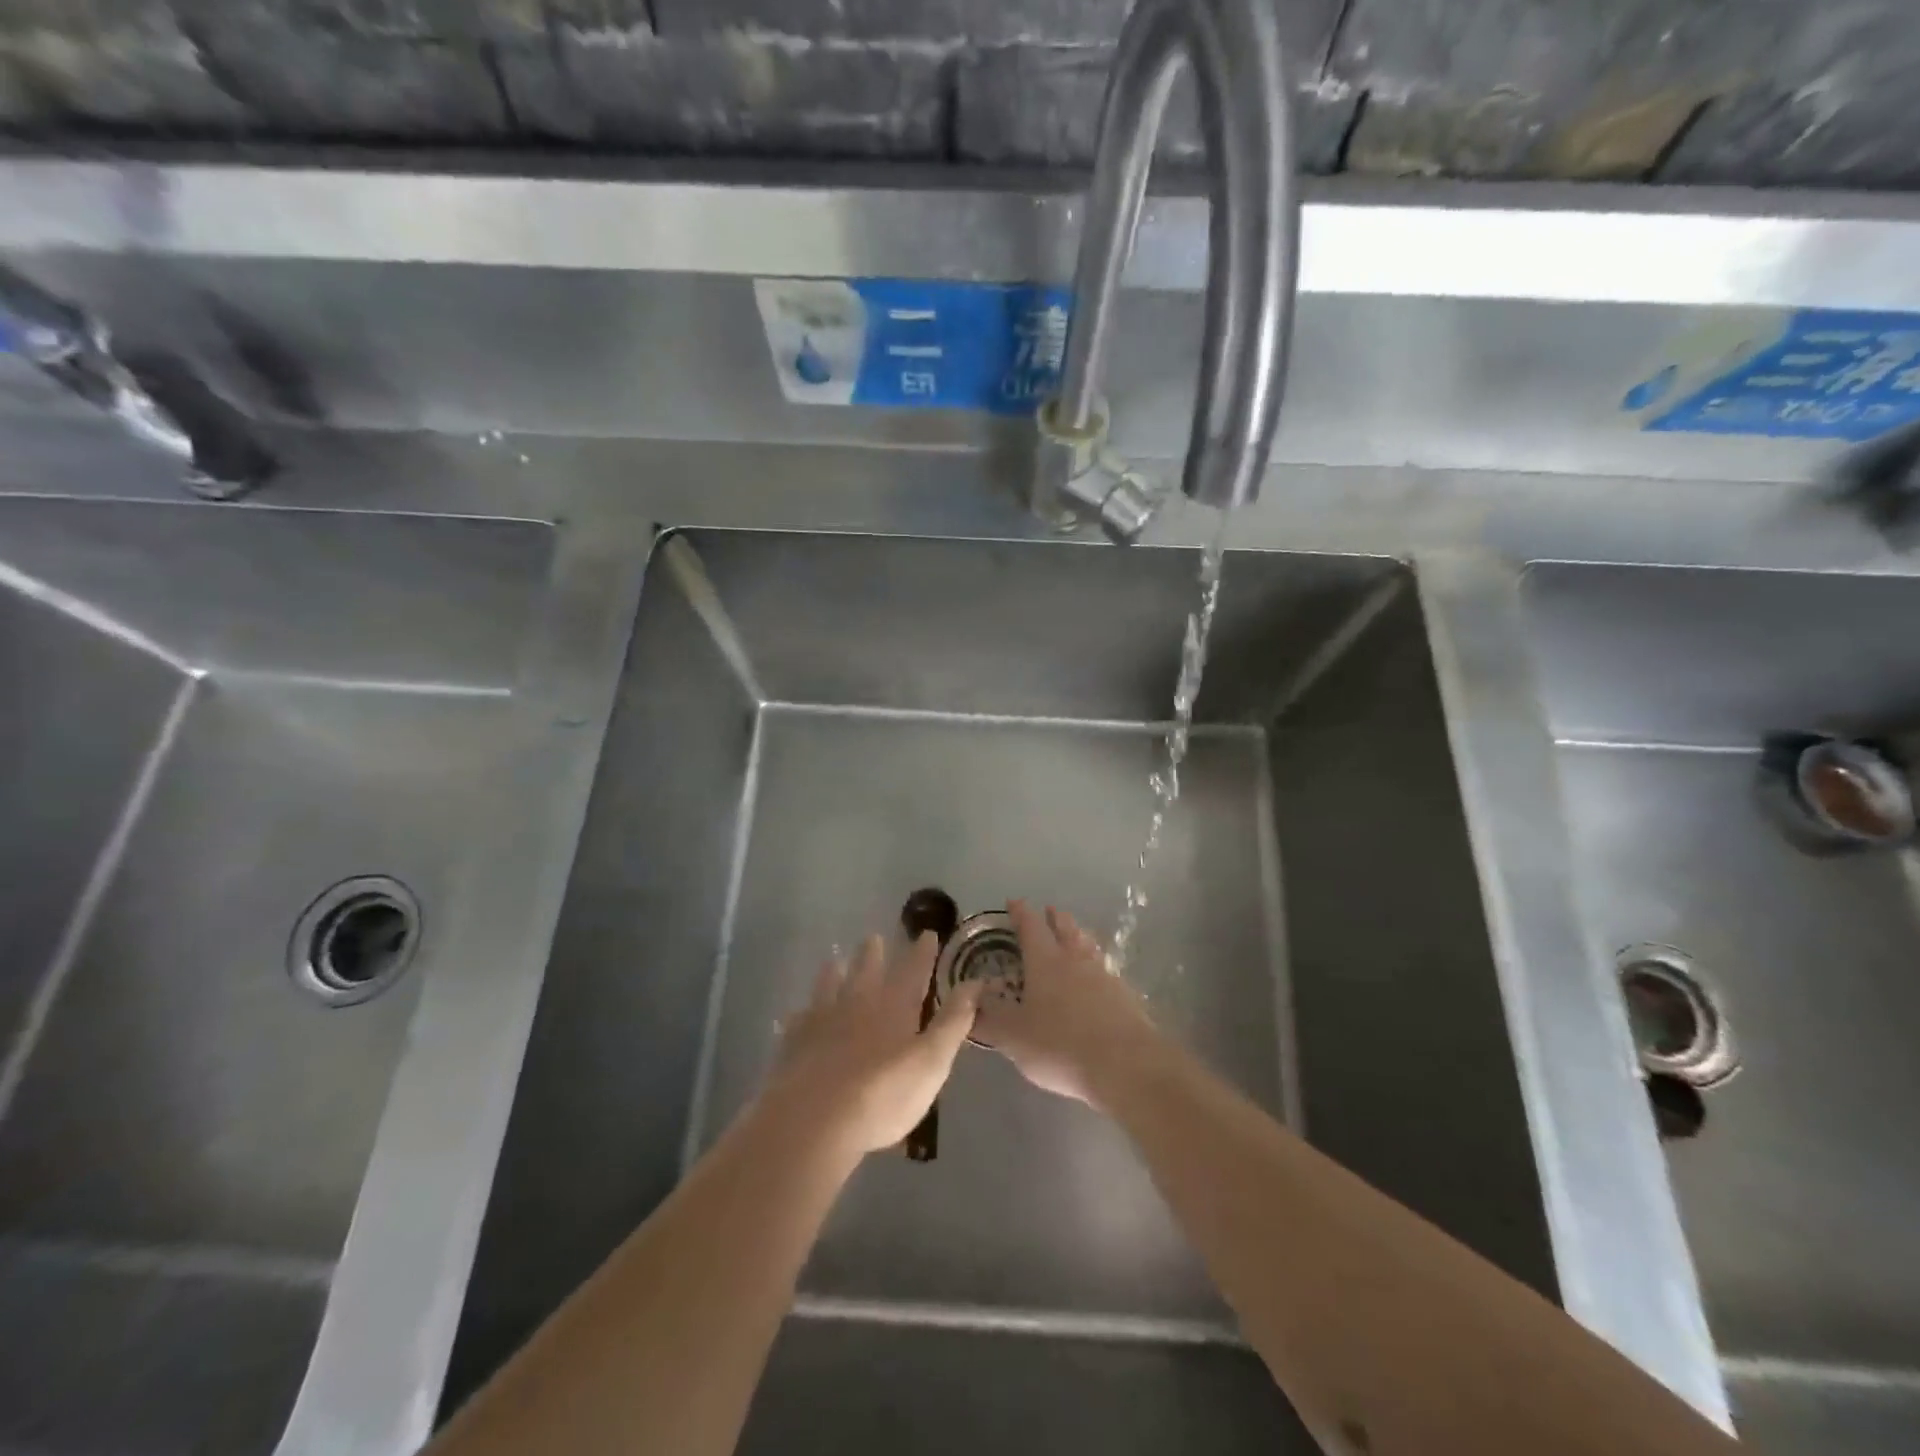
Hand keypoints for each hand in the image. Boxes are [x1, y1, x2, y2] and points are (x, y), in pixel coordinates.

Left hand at [769, 931, 980, 1157]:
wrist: (813, 1120)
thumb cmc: (882, 1094)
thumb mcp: (931, 1061)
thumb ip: (953, 1022)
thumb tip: (975, 983)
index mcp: (893, 1007)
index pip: (913, 971)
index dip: (922, 952)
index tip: (926, 933)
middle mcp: (857, 1004)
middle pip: (866, 971)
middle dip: (873, 954)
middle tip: (874, 938)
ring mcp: (821, 1021)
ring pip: (829, 987)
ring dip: (834, 973)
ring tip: (834, 961)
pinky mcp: (794, 1044)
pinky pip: (797, 1021)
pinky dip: (800, 1014)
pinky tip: (794, 1015)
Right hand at [975, 899, 1161, 1108]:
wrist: (1126, 1066)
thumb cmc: (1060, 1045)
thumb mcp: (1013, 1037)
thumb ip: (988, 1018)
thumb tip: (969, 1000)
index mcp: (1045, 961)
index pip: (1030, 926)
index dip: (1020, 913)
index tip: (1014, 901)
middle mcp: (1075, 960)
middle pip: (1065, 928)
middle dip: (1055, 918)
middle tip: (1049, 911)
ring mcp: (1104, 977)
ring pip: (1088, 947)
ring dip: (1078, 937)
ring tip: (1075, 936)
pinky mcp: (1125, 998)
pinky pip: (1105, 972)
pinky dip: (1095, 968)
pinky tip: (1096, 980)